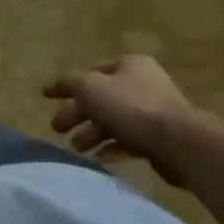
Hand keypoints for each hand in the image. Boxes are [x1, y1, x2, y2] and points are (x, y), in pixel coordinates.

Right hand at [43, 55, 198, 185]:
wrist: (177, 141)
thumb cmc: (129, 106)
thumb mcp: (89, 88)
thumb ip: (69, 84)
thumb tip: (57, 86)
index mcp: (130, 65)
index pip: (91, 73)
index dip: (67, 86)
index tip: (47, 98)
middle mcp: (144, 83)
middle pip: (101, 99)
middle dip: (77, 115)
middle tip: (58, 129)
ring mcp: (154, 111)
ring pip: (114, 121)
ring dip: (91, 134)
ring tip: (77, 149)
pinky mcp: (160, 137)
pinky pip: (129, 140)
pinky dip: (112, 148)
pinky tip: (99, 158)